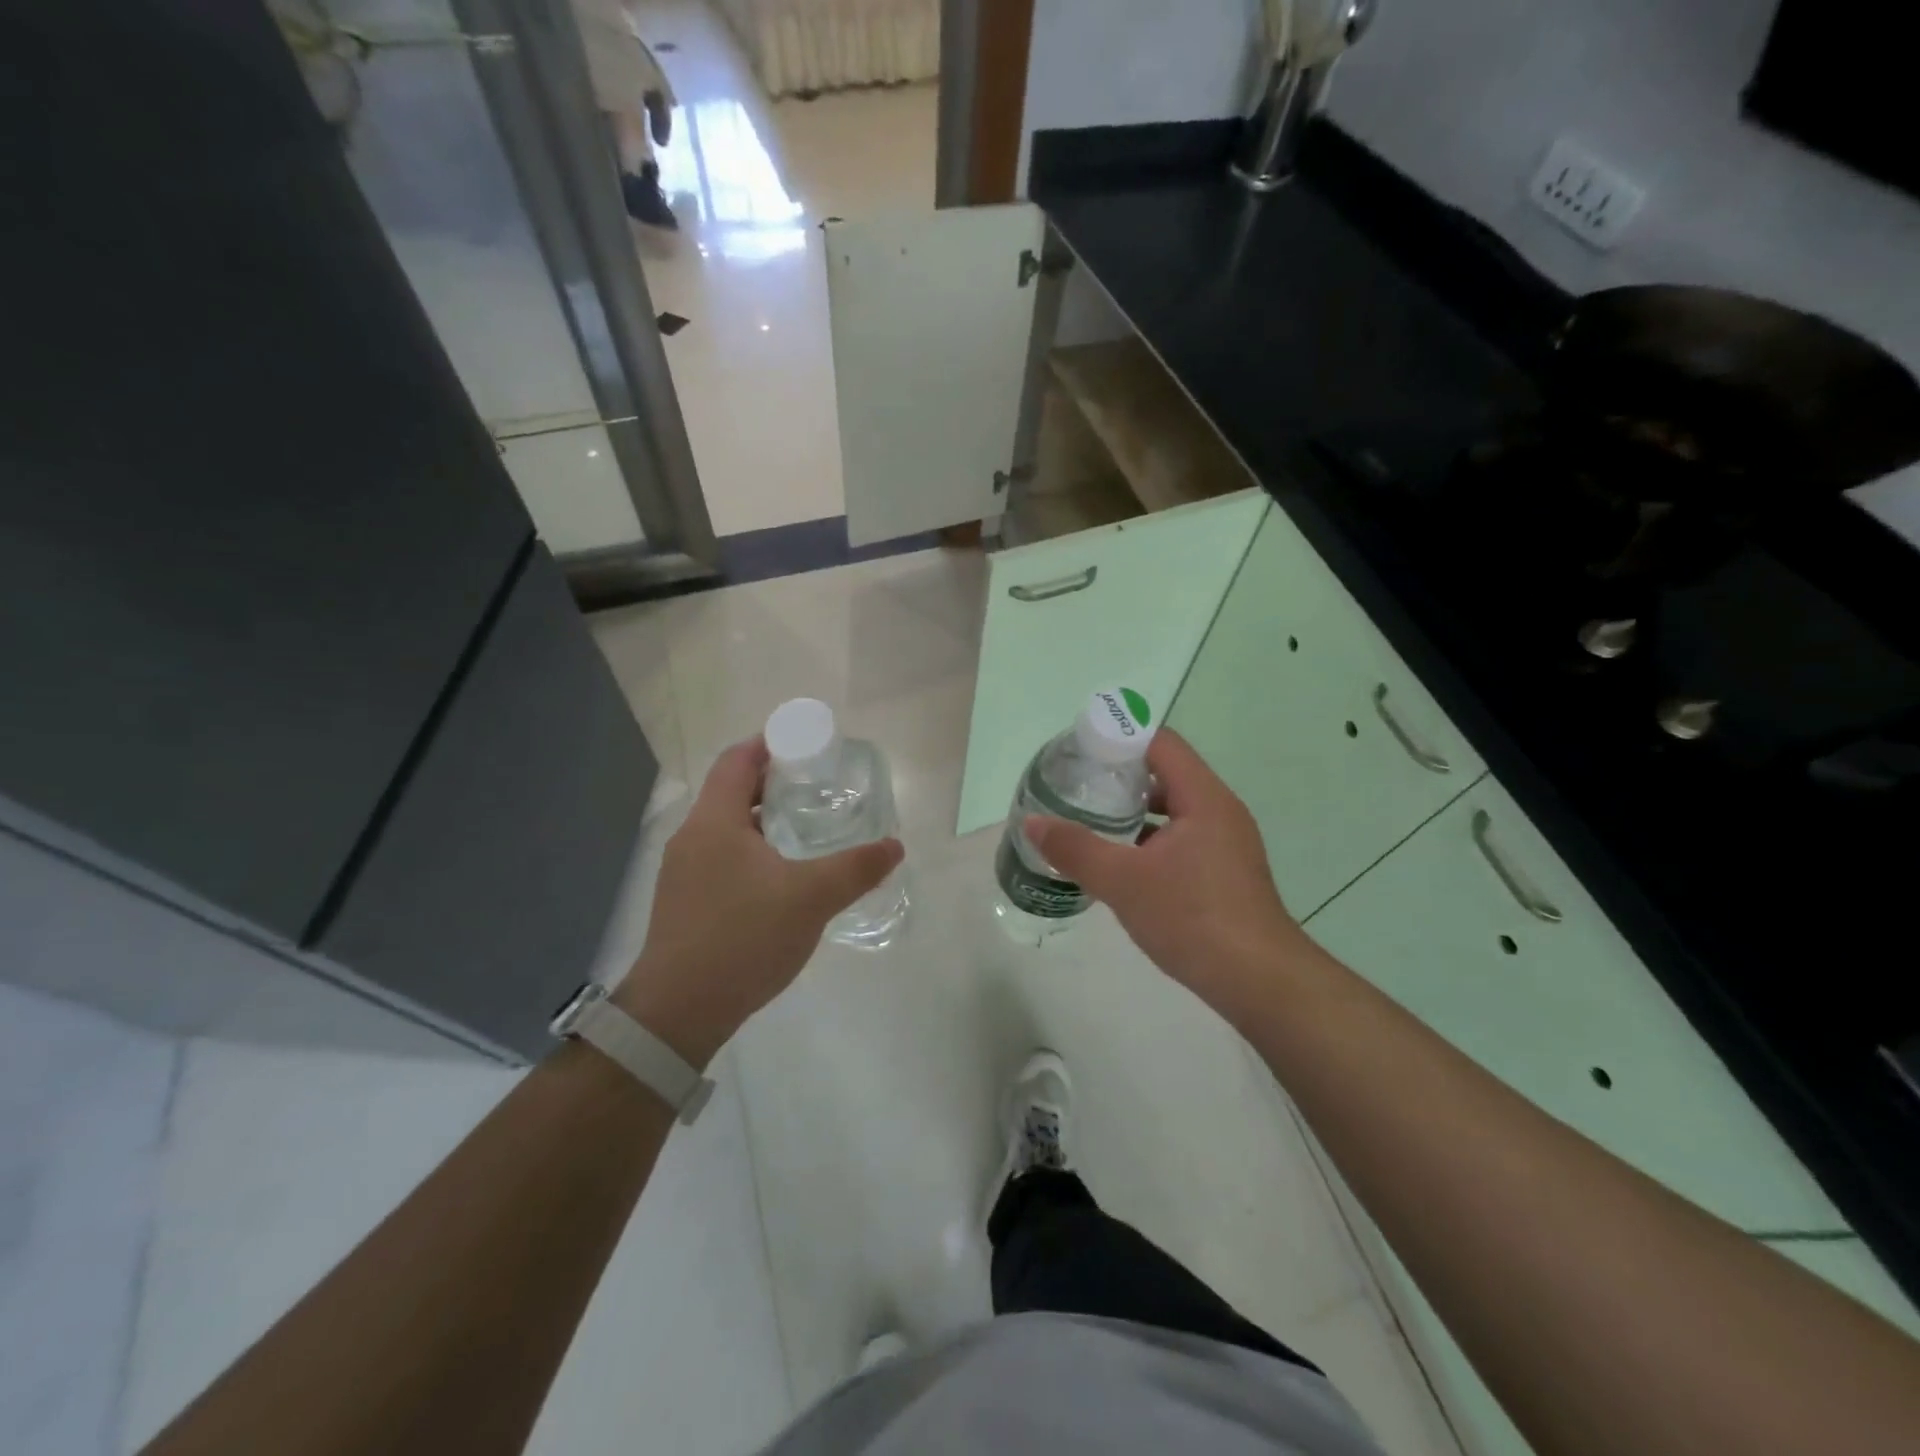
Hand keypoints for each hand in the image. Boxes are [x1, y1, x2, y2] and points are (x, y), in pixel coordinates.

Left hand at [614, 739, 902, 1066]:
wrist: (679, 1012)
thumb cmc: (743, 938)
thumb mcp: (811, 898)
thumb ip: (856, 868)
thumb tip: (895, 845)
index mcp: (714, 822)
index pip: (737, 760)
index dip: (770, 744)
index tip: (807, 747)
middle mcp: (692, 838)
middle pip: (731, 791)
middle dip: (773, 783)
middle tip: (818, 788)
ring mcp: (683, 872)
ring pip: (727, 828)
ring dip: (763, 820)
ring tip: (806, 829)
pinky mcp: (685, 902)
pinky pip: (722, 858)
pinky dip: (752, 851)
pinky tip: (781, 877)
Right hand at [1024, 729, 1308, 1025]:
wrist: (1259, 981)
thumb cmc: (1192, 918)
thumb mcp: (1122, 881)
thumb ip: (1074, 848)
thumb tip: (1031, 822)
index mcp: (1203, 798)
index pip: (1160, 743)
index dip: (1119, 738)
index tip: (1080, 752)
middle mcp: (1219, 811)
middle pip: (1166, 773)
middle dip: (1120, 777)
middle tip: (1078, 787)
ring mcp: (1226, 843)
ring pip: (1174, 810)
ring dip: (1134, 812)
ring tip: (1090, 822)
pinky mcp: (1225, 872)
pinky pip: (1182, 839)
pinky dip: (1150, 840)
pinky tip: (1121, 863)